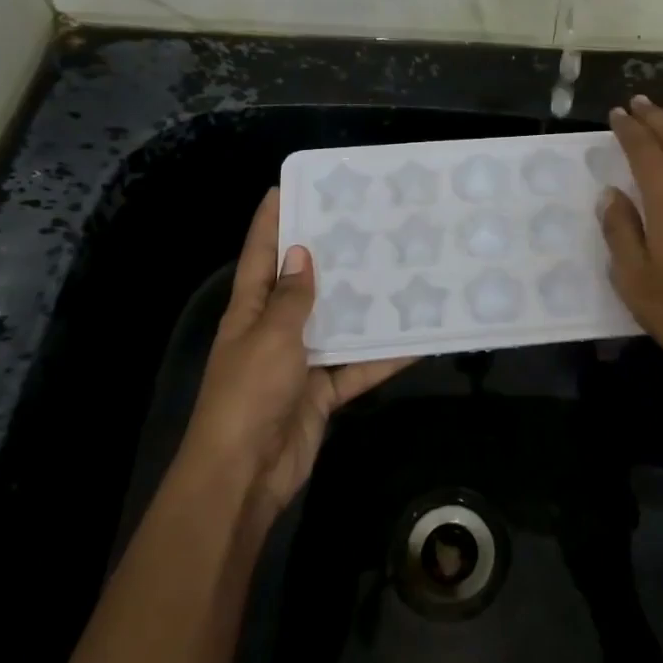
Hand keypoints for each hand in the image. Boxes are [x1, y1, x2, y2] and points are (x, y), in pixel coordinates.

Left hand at [180, 189, 412, 516]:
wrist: (245, 474)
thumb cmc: (249, 394)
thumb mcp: (271, 337)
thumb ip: (291, 298)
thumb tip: (301, 253)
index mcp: (250, 311)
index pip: (260, 256)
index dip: (270, 222)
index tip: (287, 188)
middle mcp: (274, 330)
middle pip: (303, 286)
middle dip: (329, 257)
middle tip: (366, 224)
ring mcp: (300, 363)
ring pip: (337, 325)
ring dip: (364, 306)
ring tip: (401, 271)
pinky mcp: (322, 392)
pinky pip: (357, 368)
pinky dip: (383, 358)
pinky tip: (417, 340)